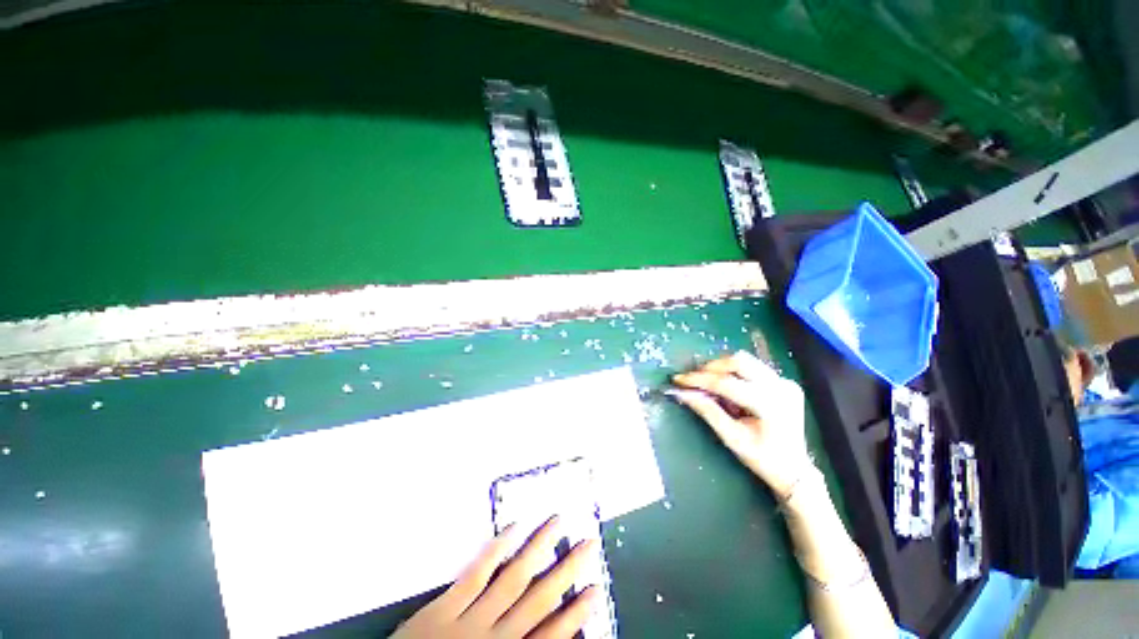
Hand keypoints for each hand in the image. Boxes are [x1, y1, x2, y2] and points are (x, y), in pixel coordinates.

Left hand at [391, 517, 598, 638]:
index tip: (596, 588)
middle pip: (540, 598)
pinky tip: (513, 528)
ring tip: (557, 522)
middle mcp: (496, 636)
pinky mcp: (444, 606)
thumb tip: (544, 634)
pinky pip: (476, 573)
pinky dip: (497, 549)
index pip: (551, 635)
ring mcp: (470, 618)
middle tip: (588, 542)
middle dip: (566, 570)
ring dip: (538, 548)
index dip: (576, 612)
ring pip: (514, 577)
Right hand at [671, 351, 811, 496]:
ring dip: (722, 369)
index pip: (727, 383)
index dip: (699, 380)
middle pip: (739, 361)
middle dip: (712, 368)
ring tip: (710, 385)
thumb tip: (683, 393)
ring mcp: (786, 383)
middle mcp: (781, 388)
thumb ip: (708, 412)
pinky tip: (731, 390)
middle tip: (694, 380)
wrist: (794, 469)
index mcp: (770, 405)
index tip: (678, 379)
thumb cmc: (762, 458)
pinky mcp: (785, 382)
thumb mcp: (732, 438)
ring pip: (746, 361)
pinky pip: (754, 369)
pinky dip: (736, 374)